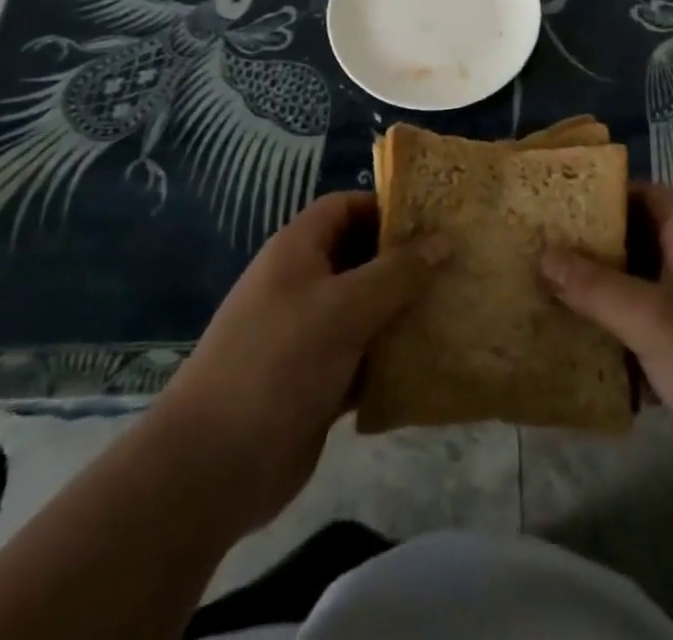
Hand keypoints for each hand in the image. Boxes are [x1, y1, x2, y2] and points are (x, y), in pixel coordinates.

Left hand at [151, 192, 447, 534]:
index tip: (436, 218)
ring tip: (457, 305)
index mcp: (298, 249)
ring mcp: (310, 333)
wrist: (214, 466)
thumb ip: (397, 273)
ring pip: (367, 308)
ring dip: (404, 310)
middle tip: (458, 262)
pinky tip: (434, 359)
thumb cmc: (278, 362)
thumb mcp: (344, 308)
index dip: (387, 206)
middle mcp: (303, 283)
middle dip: (406, 260)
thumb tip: (444, 240)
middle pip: (361, 256)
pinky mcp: (319, 379)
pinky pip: (365, 355)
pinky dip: (393, 355)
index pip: (347, 206)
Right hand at [541, 183, 672, 533]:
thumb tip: (542, 253)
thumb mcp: (652, 318)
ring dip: (599, 297)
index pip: (647, 195)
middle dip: (592, 248)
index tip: (558, 204)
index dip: (606, 193)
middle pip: (638, 243)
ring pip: (638, 293)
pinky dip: (616, 342)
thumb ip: (595, 286)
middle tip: (539, 251)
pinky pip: (646, 339)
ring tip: (545, 297)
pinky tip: (577, 354)